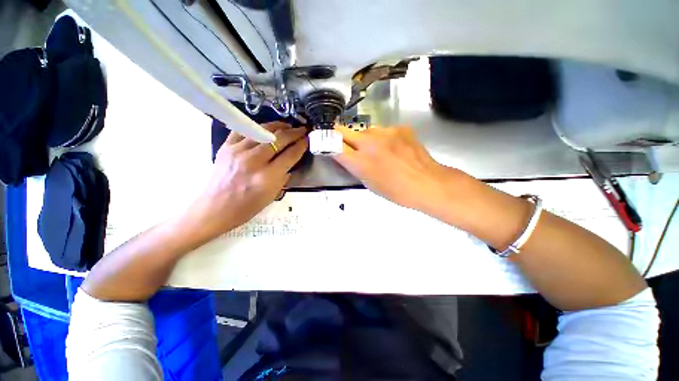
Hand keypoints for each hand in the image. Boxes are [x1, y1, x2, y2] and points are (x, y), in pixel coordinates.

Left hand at [192, 122, 307, 237]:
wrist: (215, 208)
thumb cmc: (246, 207)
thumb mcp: (272, 195)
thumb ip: (283, 177)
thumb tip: (290, 161)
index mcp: (267, 177)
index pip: (290, 155)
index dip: (301, 145)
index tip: (307, 140)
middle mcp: (254, 161)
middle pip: (279, 139)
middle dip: (294, 133)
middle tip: (302, 130)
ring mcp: (238, 151)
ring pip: (263, 130)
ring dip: (278, 126)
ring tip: (287, 126)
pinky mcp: (226, 147)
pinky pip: (244, 130)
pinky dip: (257, 127)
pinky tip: (265, 128)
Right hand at [333, 126, 466, 212]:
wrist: (427, 183)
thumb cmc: (395, 191)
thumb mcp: (368, 183)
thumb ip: (353, 166)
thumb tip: (343, 154)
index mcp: (360, 161)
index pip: (333, 144)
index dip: (325, 141)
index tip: (322, 140)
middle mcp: (369, 142)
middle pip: (344, 130)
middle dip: (341, 136)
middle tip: (345, 143)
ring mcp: (386, 132)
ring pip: (365, 130)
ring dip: (365, 139)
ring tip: (378, 151)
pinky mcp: (400, 127)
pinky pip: (384, 130)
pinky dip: (383, 138)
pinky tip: (393, 148)